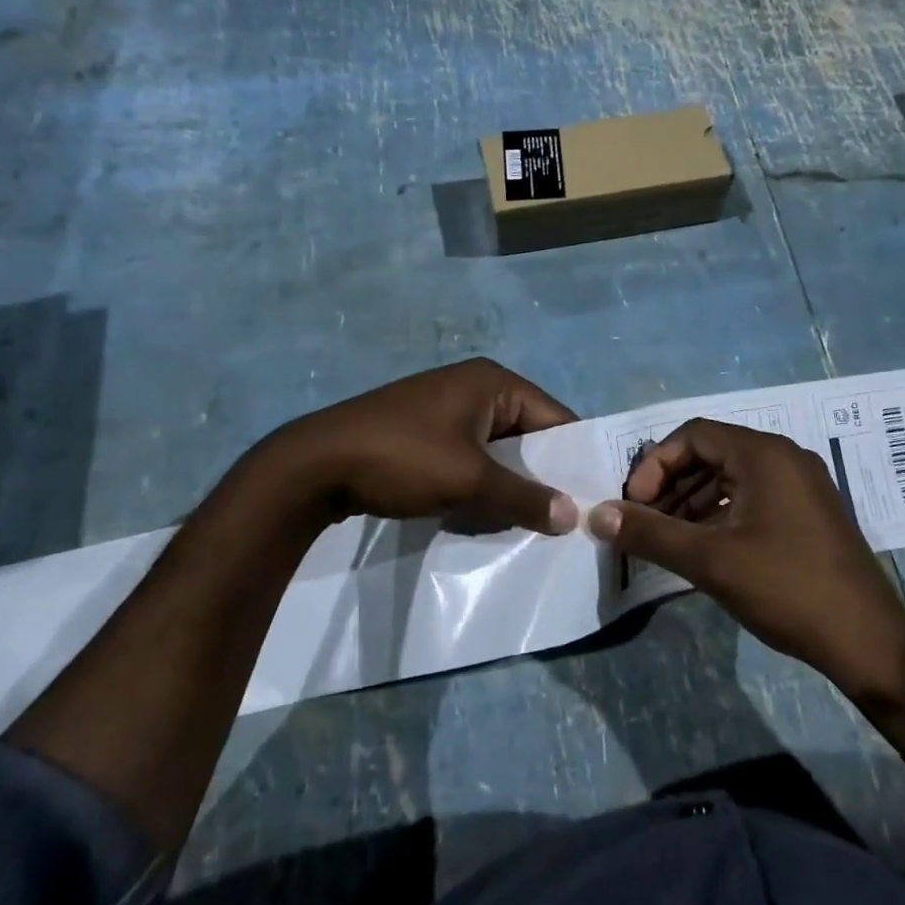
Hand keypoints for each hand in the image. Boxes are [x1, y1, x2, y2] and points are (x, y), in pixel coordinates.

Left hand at [266, 358, 579, 533]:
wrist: (314, 465)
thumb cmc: (402, 458)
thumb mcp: (469, 481)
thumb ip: (524, 497)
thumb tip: (573, 516)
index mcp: (493, 381)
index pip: (554, 416)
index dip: (573, 457)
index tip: (591, 499)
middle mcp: (474, 386)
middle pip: (526, 433)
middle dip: (541, 475)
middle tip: (563, 519)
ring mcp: (445, 407)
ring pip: (497, 449)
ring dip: (510, 483)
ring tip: (529, 523)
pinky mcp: (424, 430)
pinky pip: (470, 455)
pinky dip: (481, 482)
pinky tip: (486, 514)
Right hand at [587, 419, 904, 701]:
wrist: (868, 642)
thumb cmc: (787, 588)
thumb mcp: (710, 560)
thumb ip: (650, 533)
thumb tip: (597, 516)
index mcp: (764, 454)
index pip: (694, 434)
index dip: (656, 464)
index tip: (635, 504)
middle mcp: (785, 457)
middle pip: (712, 453)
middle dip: (671, 484)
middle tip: (646, 522)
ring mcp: (801, 485)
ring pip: (731, 477)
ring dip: (693, 502)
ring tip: (667, 539)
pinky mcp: (808, 513)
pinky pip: (752, 497)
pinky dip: (720, 514)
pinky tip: (703, 548)